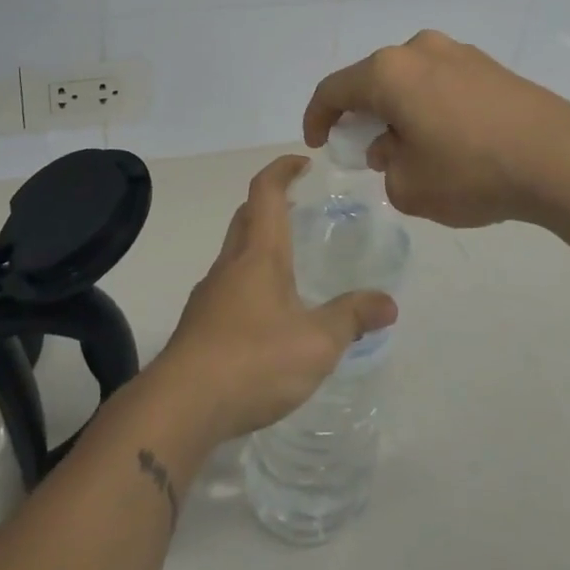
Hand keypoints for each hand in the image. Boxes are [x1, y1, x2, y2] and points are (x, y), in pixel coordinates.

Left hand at [153, 155, 397, 443]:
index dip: (282, 169)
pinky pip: (227, 286)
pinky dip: (248, 280)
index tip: (303, 163)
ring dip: (258, 243)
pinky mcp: (198, 325)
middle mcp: (230, 265)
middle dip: (270, 203)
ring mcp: (209, 295)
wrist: (181, 406)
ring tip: (289, 264)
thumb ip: (352, 318)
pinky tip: (266, 315)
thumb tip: (389, 303)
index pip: (265, 192)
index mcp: (259, 254)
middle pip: (246, 217)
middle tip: (299, 208)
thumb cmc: (254, 361)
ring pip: (234, 252)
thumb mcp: (317, 343)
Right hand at [303, 30, 569, 227]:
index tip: (318, 144)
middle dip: (362, 115)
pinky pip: (441, 82)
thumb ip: (386, 166)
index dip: (317, 117)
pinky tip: (447, 139)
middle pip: (374, 80)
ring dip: (399, 110)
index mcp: (389, 72)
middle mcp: (419, 50)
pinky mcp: (490, 65)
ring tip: (410, 148)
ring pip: (410, 80)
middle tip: (364, 150)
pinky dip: (430, 106)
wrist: (560, 157)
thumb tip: (393, 145)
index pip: (334, 89)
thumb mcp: (410, 187)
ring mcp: (459, 53)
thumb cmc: (471, 172)